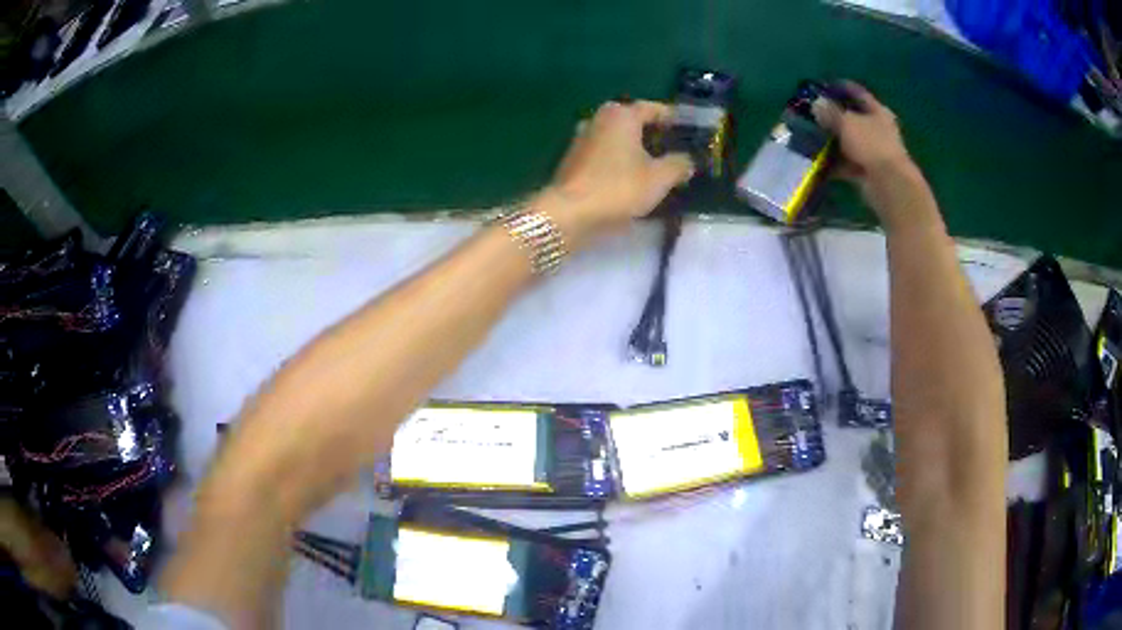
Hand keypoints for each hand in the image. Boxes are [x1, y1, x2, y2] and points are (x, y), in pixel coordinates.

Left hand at [537, 100, 694, 245]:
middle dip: (654, 134)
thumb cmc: (618, 187)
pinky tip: (631, 177)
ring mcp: (582, 138)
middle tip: (674, 149)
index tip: (688, 129)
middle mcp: (599, 118)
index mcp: (622, 114)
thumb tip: (688, 161)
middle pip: (634, 121)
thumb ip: (679, 165)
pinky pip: (605, 153)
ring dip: (636, 148)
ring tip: (656, 165)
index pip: (654, 109)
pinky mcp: (573, 159)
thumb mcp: (660, 178)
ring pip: (618, 138)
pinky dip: (620, 160)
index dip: (673, 119)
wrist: (569, 213)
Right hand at [812, 81, 930, 229]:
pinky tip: (816, 162)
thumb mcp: (847, 122)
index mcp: (878, 111)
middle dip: (831, 117)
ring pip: (847, 141)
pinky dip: (833, 163)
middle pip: (851, 118)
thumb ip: (830, 112)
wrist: (889, 184)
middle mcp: (877, 129)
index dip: (840, 88)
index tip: (821, 87)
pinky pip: (846, 163)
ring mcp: (873, 151)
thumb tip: (816, 103)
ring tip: (808, 138)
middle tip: (810, 114)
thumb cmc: (872, 145)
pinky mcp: (866, 171)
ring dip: (830, 141)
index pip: (857, 93)